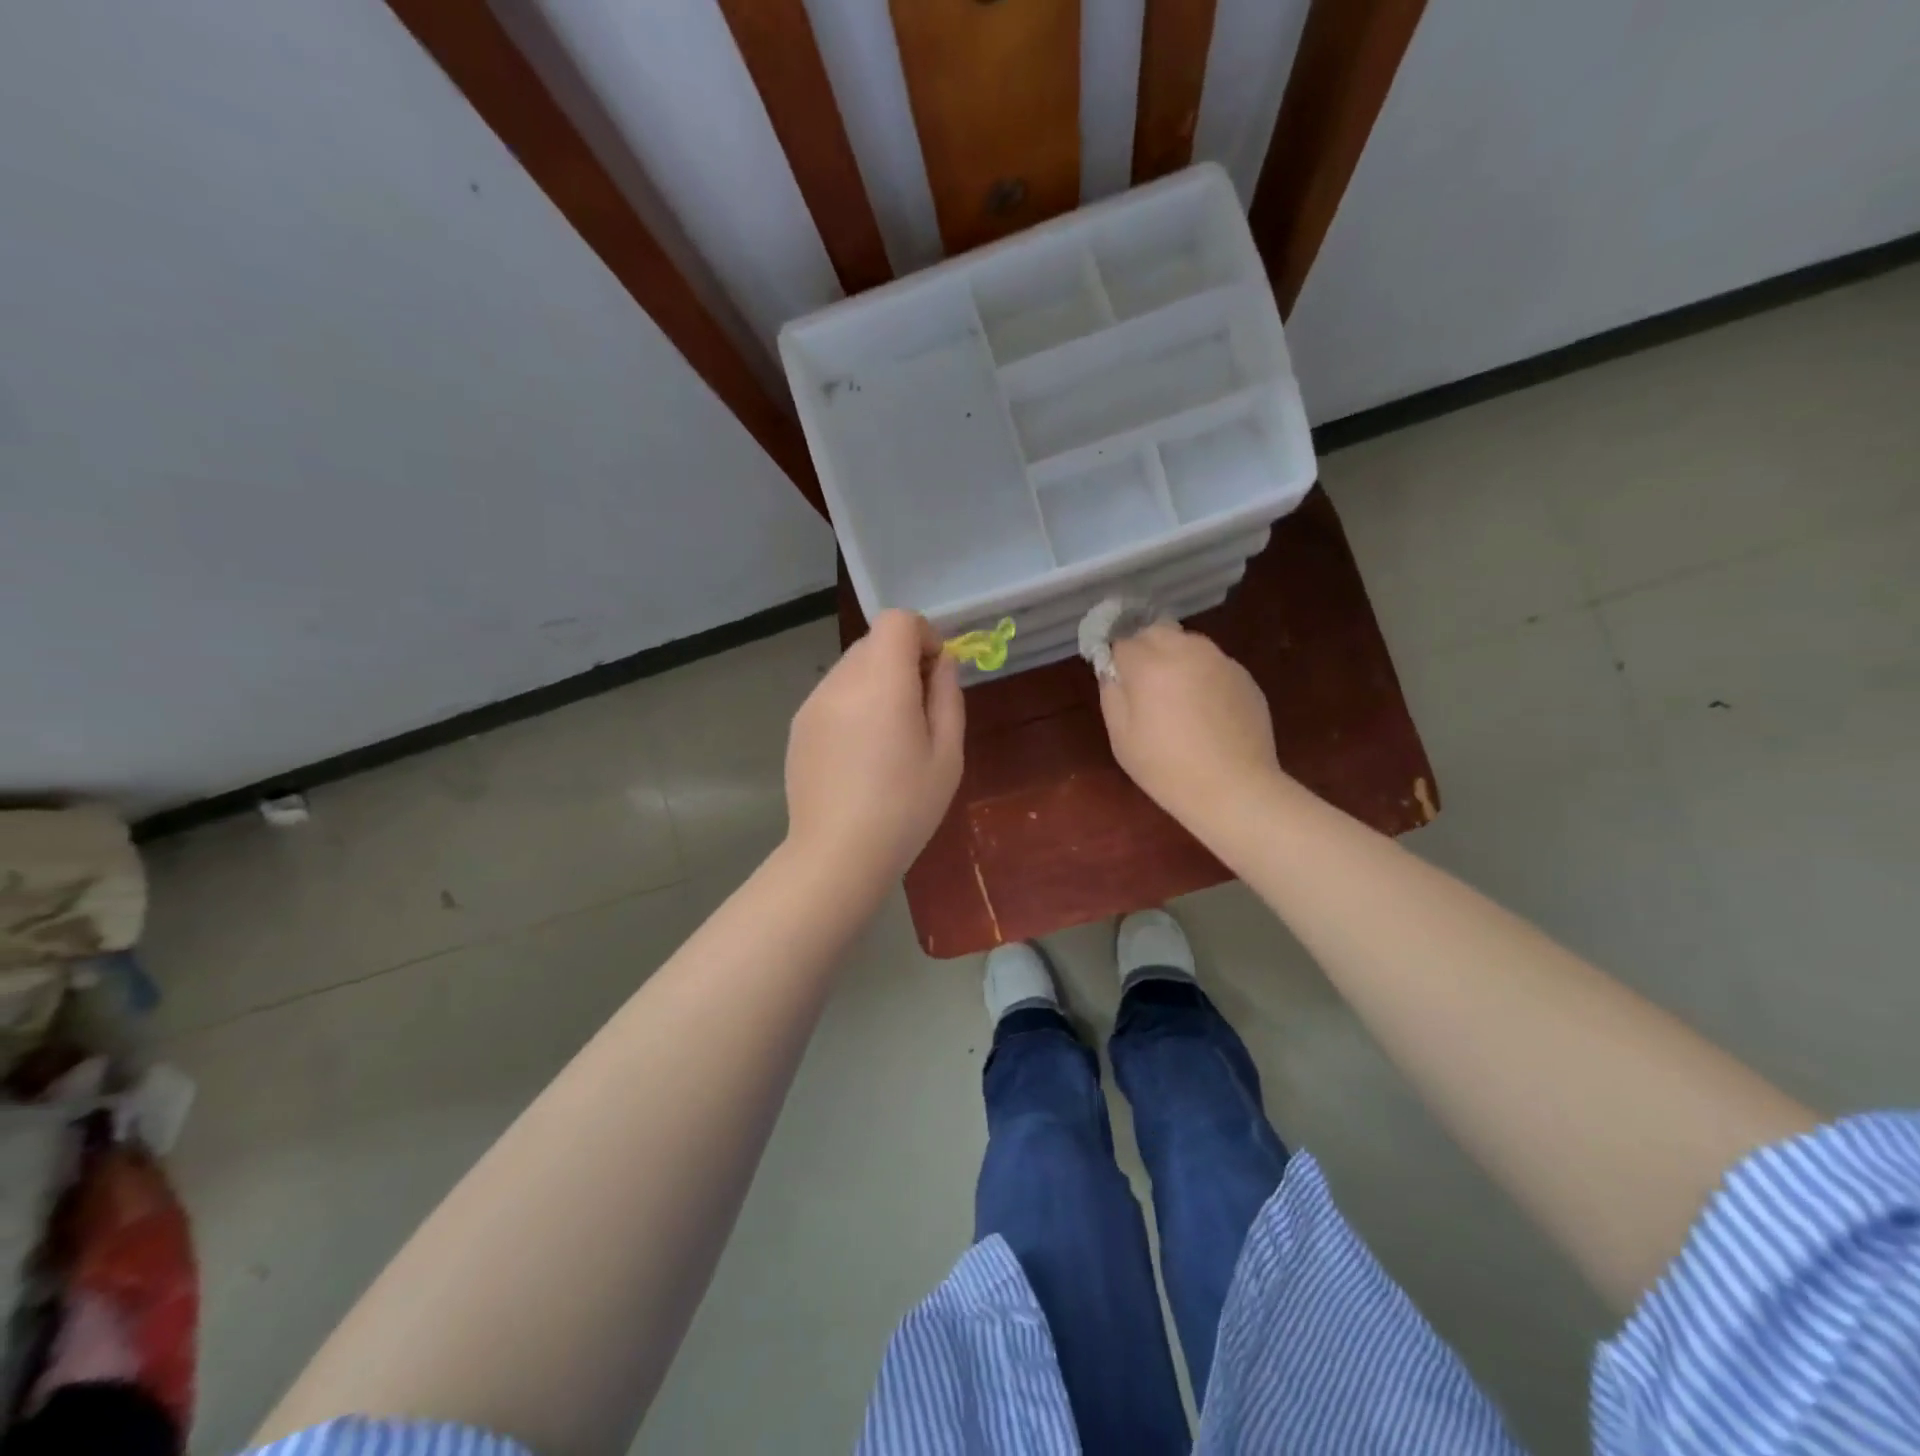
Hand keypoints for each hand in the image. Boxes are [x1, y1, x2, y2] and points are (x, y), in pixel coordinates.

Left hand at [784, 609, 964, 880]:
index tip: (936, 674)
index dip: (924, 635)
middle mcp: (840, 680)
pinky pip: (834, 695)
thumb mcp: (947, 754)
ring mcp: (813, 703)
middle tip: (920, 711)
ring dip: (878, 683)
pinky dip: (854, 705)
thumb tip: (942, 662)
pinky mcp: (798, 726)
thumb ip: (947, 696)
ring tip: (890, 738)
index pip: (897, 620)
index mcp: (881, 681)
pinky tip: (862, 754)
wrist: (837, 854)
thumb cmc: (904, 808)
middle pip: (874, 642)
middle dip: (903, 661)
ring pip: (853, 668)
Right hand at [1098, 621, 1282, 827]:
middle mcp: (1186, 651)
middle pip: (1156, 631)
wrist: (1235, 789)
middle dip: (1145, 648)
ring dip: (1175, 657)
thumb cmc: (1167, 769)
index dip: (1116, 659)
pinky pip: (1213, 663)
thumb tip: (1112, 670)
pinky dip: (1203, 675)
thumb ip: (1112, 694)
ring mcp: (1220, 661)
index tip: (1117, 680)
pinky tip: (1205, 709)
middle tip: (1144, 684)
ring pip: (1188, 643)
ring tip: (1176, 695)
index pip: (1122, 641)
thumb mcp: (1122, 738)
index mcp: (1149, 665)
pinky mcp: (1244, 676)